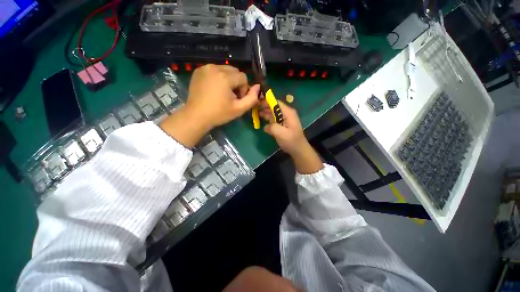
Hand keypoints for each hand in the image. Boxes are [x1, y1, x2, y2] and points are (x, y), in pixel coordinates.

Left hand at [160, 65, 259, 147]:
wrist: (196, 116)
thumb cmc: (219, 114)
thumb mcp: (239, 109)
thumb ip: (252, 98)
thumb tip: (258, 87)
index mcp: (225, 77)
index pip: (243, 77)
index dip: (243, 89)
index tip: (237, 99)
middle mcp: (215, 67)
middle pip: (234, 71)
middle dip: (236, 82)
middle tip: (231, 96)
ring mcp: (205, 67)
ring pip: (225, 69)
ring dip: (228, 79)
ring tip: (223, 92)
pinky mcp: (198, 70)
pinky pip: (215, 70)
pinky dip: (218, 77)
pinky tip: (214, 88)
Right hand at [259, 98, 322, 173]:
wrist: (298, 149)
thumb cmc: (291, 141)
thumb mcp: (280, 133)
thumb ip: (271, 127)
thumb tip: (266, 126)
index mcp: (288, 113)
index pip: (276, 103)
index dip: (266, 101)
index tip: (257, 100)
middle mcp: (286, 114)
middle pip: (274, 107)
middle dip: (264, 106)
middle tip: (254, 106)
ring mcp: (285, 119)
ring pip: (273, 113)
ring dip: (265, 112)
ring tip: (255, 112)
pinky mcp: (283, 125)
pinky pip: (274, 119)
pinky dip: (268, 119)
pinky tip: (261, 120)